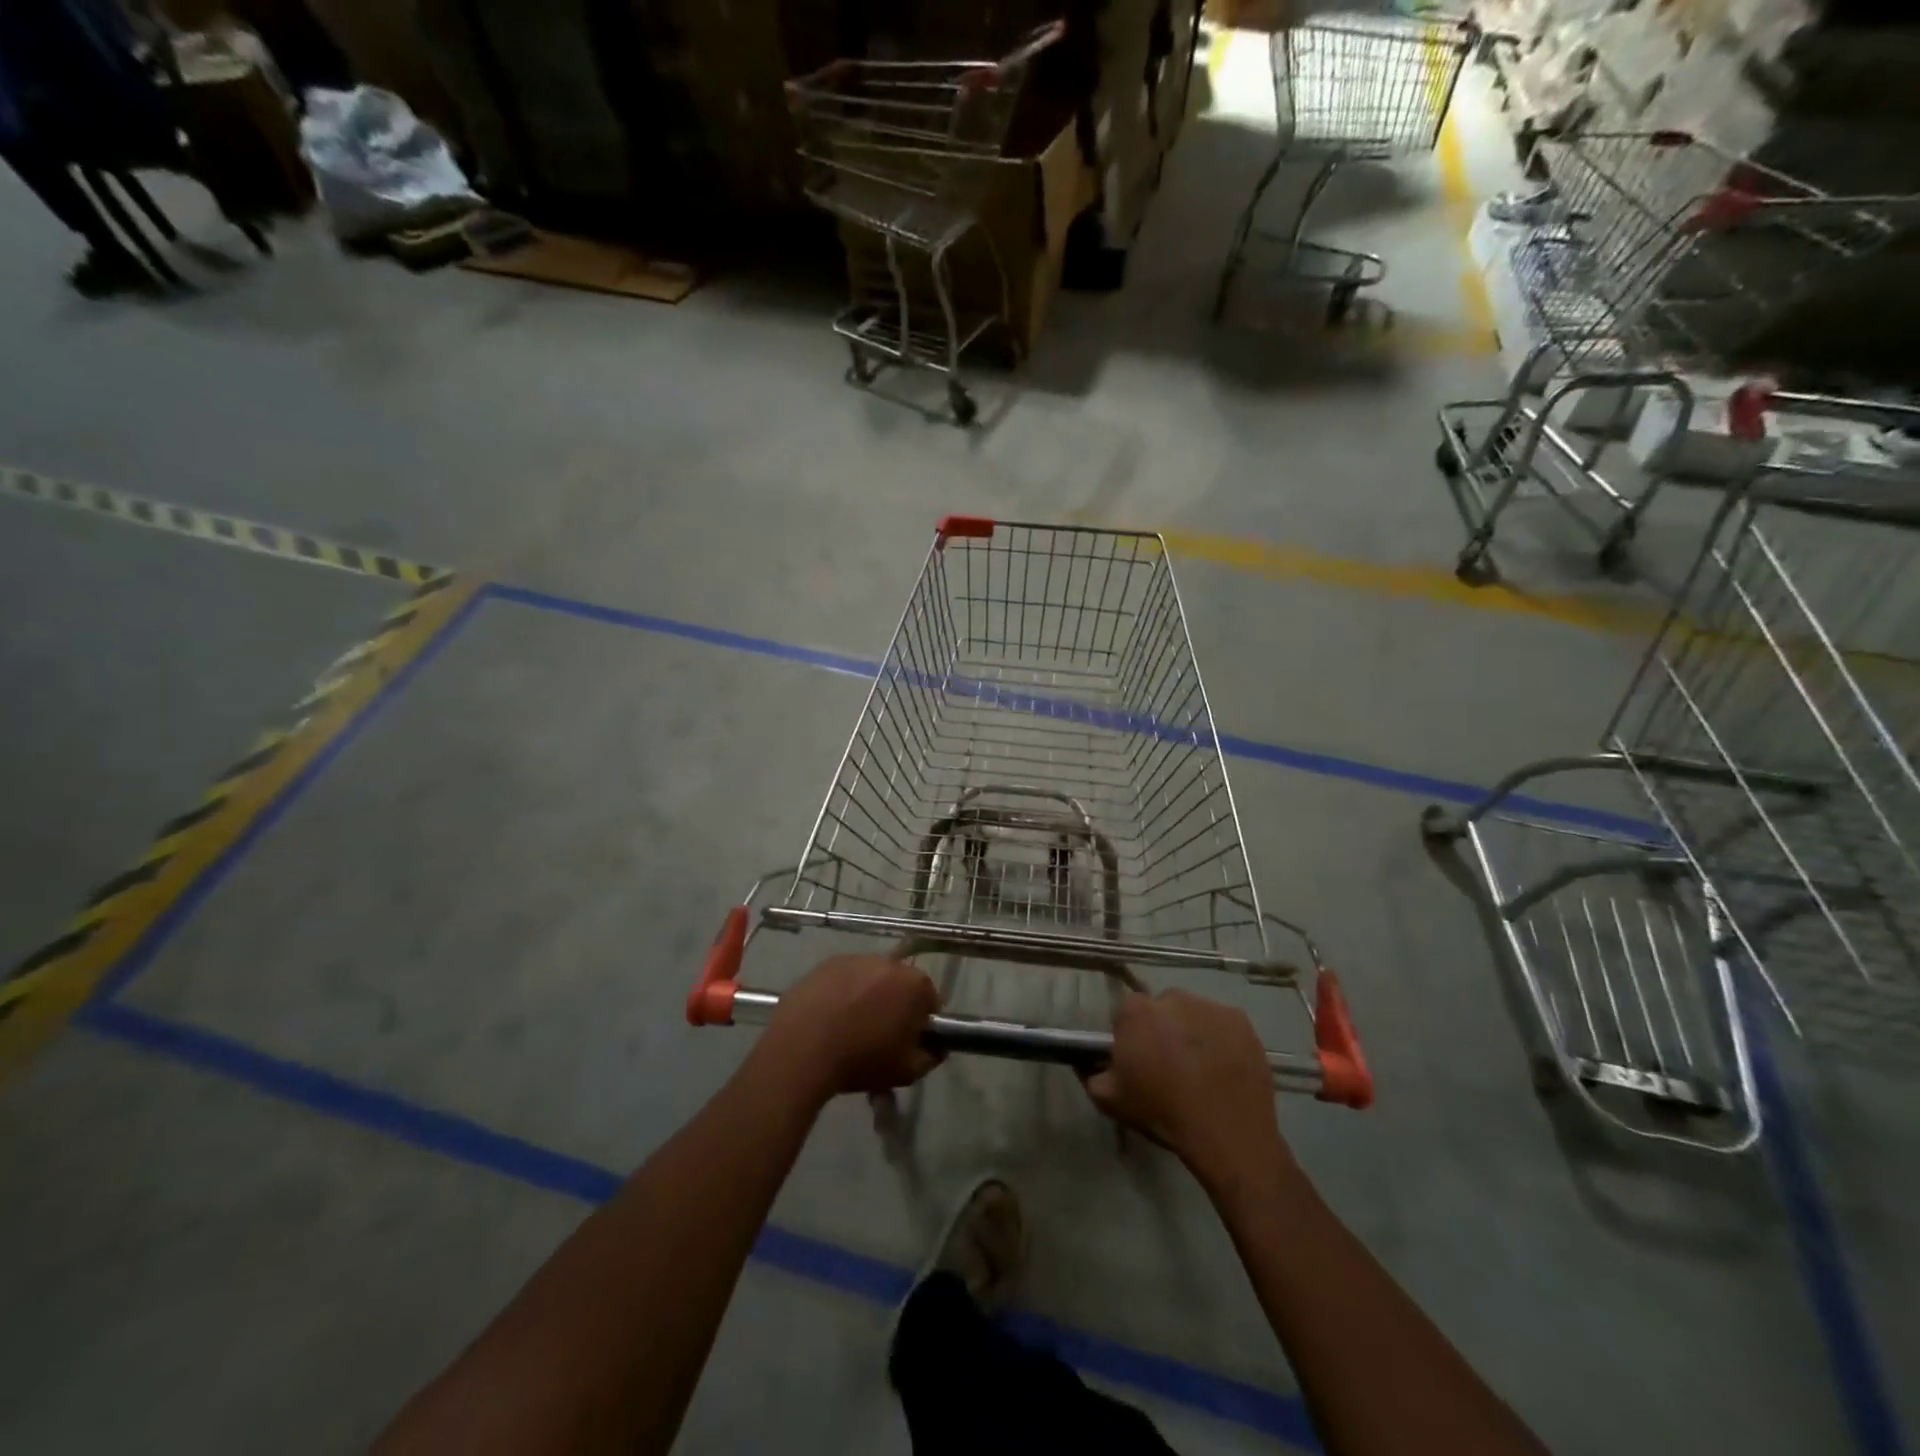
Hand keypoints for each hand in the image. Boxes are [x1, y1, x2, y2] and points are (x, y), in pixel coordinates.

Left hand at [761, 955, 942, 1102]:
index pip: (930, 999)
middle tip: (879, 1034)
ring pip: (871, 978)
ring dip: (868, 996)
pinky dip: (841, 993)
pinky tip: (829, 1017)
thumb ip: (931, 1057)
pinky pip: (843, 978)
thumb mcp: (907, 1071)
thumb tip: (936, 1047)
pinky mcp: (825, 964)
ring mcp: (854, 959)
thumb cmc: (862, 1060)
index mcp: (914, 984)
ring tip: (850, 1026)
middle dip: (895, 1004)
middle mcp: (888, 962)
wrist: (802, 1051)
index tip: (908, 1041)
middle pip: (900, 984)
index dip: (922, 1022)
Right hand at [1083, 990, 1289, 1194]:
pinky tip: (1222, 1067)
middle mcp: (1172, 997)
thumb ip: (1089, 1073)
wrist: (1227, 1135)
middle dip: (1162, 1029)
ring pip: (1192, 1013)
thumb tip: (1082, 1060)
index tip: (1138, 1060)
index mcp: (1136, 1011)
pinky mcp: (1240, 1020)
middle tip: (1169, 1065)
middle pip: (1161, 1008)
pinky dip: (1220, 1038)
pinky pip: (1222, 1023)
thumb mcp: (1110, 1101)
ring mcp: (1209, 1006)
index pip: (1126, 1013)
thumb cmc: (1162, 1113)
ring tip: (1199, 1068)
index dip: (1131, 1036)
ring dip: (1191, 1031)